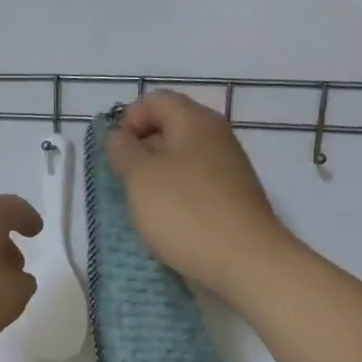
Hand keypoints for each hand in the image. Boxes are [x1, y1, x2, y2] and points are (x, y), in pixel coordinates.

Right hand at [105, 92, 293, 300]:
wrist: (246, 262)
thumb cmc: (186, 212)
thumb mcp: (141, 177)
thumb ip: (124, 151)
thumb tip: (119, 137)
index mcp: (195, 121)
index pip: (156, 100)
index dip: (128, 118)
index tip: (115, 152)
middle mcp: (216, 137)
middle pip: (170, 126)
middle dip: (140, 148)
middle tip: (123, 179)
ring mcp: (228, 168)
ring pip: (182, 158)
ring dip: (156, 175)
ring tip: (141, 203)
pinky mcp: (232, 198)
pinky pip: (195, 184)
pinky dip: (175, 195)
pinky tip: (167, 220)